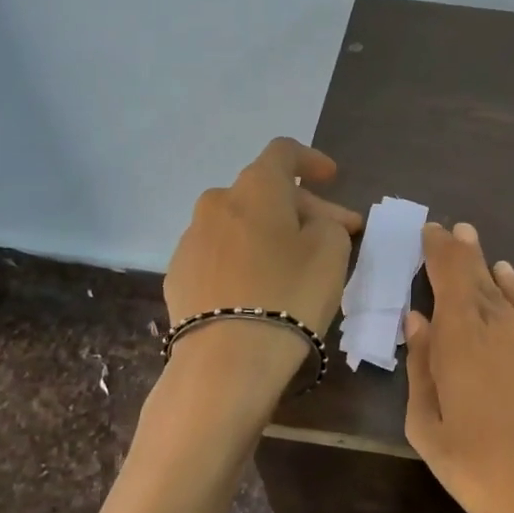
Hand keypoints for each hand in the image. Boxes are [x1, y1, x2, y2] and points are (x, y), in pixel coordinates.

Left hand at [163, 138, 362, 383]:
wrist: (227, 359)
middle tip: (334, 234)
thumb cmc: (290, 294)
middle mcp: (217, 203)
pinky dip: (243, 260)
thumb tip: (312, 223)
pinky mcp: (179, 275)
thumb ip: (328, 223)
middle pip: (264, 192)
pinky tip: (258, 289)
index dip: (311, 160)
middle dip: (302, 208)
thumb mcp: (331, 251)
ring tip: (293, 264)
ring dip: (269, 233)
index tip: (331, 177)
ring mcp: (191, 239)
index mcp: (256, 188)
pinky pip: (220, 254)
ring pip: (240, 223)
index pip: (284, 152)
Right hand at [404, 223, 513, 512]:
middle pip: (478, 278)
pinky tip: (512, 281)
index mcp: (463, 342)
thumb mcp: (432, 433)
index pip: (450, 278)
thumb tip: (417, 320)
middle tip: (448, 230)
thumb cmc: (488, 477)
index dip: (438, 251)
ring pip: (506, 291)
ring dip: (487, 265)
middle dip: (460, 252)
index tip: (429, 229)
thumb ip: (422, 369)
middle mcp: (502, 328)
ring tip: (473, 243)